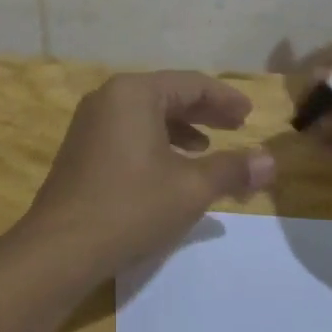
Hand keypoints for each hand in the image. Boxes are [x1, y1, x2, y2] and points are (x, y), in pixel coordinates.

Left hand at [21, 72, 276, 275]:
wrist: (60, 248)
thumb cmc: (131, 207)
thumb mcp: (191, 188)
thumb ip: (232, 169)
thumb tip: (271, 161)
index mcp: (134, 93)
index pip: (191, 84)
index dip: (225, 98)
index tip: (250, 115)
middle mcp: (108, 98)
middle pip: (167, 95)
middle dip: (205, 112)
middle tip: (237, 126)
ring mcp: (89, 123)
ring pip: (146, 115)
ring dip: (181, 129)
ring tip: (208, 148)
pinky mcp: (81, 149)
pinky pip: (128, 133)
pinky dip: (156, 143)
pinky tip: (170, 168)